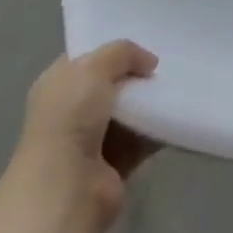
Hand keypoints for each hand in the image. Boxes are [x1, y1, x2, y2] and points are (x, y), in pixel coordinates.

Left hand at [16, 40, 159, 232]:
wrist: (66, 188)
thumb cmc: (70, 117)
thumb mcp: (95, 66)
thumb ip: (123, 53)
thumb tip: (149, 63)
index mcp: (57, 85)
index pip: (86, 59)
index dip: (112, 51)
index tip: (142, 44)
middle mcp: (70, 112)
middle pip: (110, 85)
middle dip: (135, 75)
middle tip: (163, 65)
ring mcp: (90, 142)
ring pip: (128, 112)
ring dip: (148, 102)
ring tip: (175, 85)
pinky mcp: (112, 166)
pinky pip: (141, 140)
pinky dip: (157, 129)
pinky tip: (175, 114)